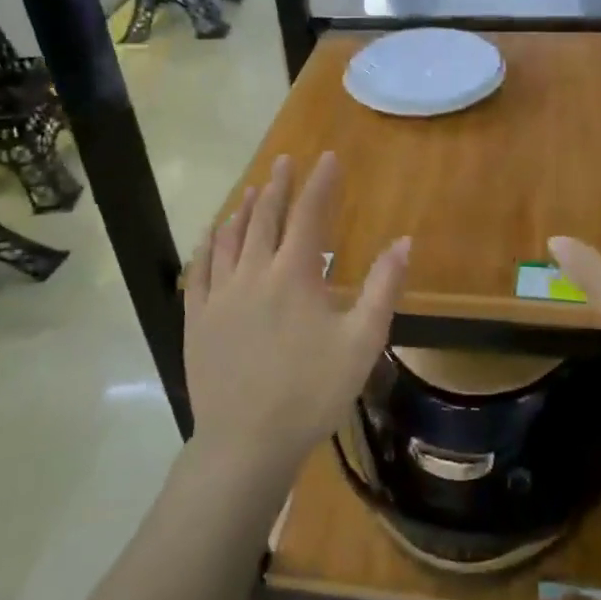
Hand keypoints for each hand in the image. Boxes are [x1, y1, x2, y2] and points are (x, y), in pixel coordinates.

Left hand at [183, 152, 409, 481]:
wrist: (246, 442)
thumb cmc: (311, 392)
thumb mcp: (362, 342)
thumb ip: (383, 288)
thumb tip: (404, 241)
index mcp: (294, 275)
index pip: (309, 215)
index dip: (320, 183)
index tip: (328, 157)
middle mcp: (253, 273)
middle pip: (265, 217)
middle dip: (278, 186)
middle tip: (284, 161)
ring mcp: (219, 295)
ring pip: (229, 238)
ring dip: (244, 209)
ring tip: (252, 189)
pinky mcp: (197, 318)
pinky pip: (200, 269)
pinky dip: (208, 244)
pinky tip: (212, 234)